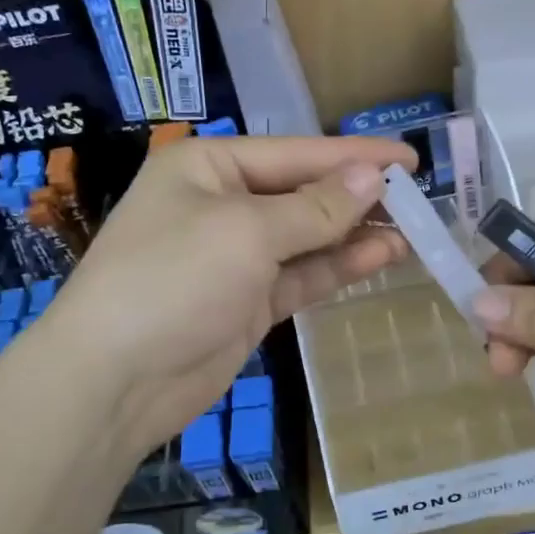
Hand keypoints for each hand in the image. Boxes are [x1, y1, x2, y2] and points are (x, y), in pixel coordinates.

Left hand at [38, 134, 415, 463]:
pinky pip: (301, 275)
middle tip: (419, 200)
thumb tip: (372, 177)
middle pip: (303, 193)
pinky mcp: (247, 301)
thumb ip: (316, 207)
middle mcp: (221, 204)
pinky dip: (338, 266)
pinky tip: (381, 257)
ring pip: (307, 237)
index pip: (295, 152)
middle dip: (357, 197)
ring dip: (355, 234)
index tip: (410, 158)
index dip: (354, 155)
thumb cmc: (174, 279)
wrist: (114, 380)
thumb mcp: (247, 232)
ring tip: (412, 231)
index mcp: (209, 168)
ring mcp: (235, 257)